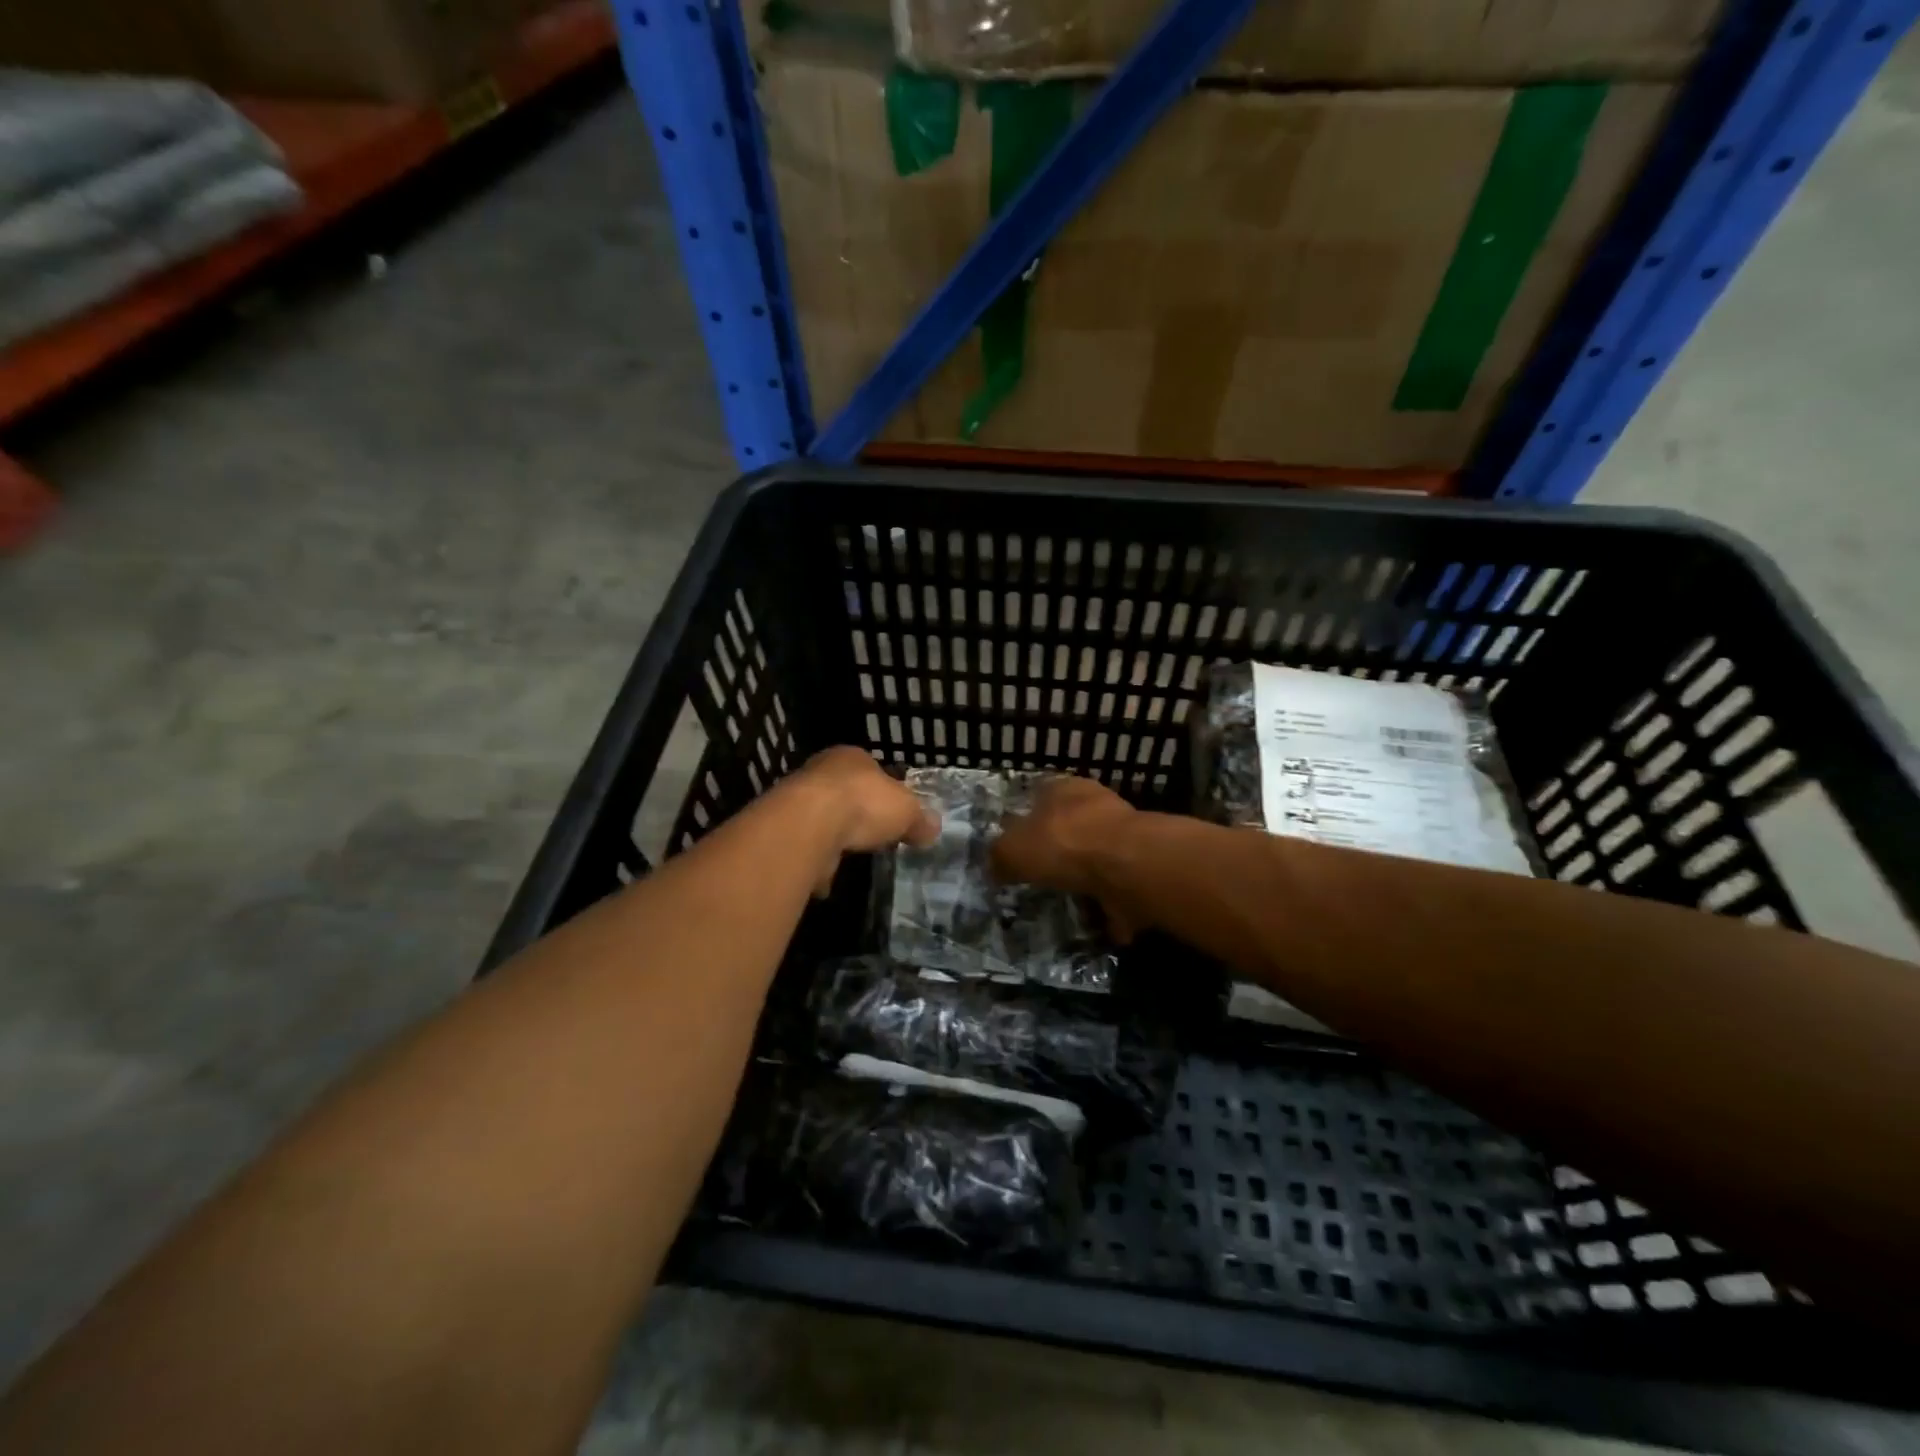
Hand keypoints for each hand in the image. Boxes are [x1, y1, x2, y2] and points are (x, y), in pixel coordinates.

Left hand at [783, 746, 939, 894]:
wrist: (809, 825)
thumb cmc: (864, 803)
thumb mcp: (907, 811)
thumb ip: (920, 819)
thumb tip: (933, 829)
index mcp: (851, 757)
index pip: (871, 769)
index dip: (885, 790)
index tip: (894, 813)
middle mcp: (820, 772)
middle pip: (845, 793)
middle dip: (858, 814)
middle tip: (874, 835)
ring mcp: (798, 801)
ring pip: (822, 819)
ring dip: (834, 837)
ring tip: (853, 856)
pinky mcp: (785, 831)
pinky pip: (807, 847)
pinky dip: (818, 861)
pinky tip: (829, 877)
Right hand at [992, 775, 1140, 940]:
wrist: (1128, 867)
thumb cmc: (1063, 844)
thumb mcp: (1013, 850)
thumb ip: (1000, 856)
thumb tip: (995, 866)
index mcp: (1062, 788)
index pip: (1038, 795)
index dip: (1024, 820)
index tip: (1016, 847)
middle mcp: (1095, 804)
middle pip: (1068, 826)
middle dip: (1056, 850)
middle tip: (1038, 877)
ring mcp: (1123, 835)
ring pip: (1095, 856)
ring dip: (1084, 878)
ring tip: (1065, 903)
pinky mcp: (1140, 865)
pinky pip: (1116, 887)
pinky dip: (1107, 903)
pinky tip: (1094, 922)